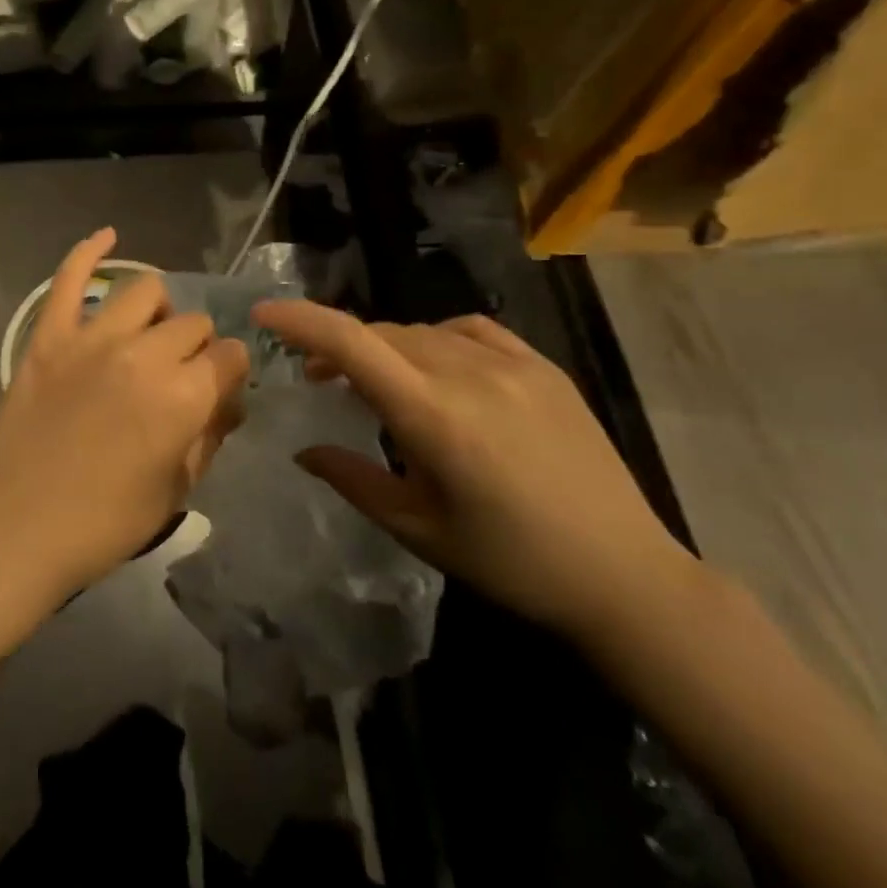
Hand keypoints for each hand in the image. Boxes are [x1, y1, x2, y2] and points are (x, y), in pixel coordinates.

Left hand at [0, 229, 249, 643]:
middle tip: (181, 378)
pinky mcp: (48, 339)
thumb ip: (209, 437)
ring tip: (150, 336)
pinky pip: (69, 280)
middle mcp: (145, 355)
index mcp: (184, 397)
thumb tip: (225, 401)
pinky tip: (108, 235)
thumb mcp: (177, 490)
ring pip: (146, 290)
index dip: (231, 374)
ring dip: (160, 311)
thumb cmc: (105, 524)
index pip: (230, 357)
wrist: (16, 532)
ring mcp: (92, 340)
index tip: (219, 392)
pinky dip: (88, 251)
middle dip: (198, 348)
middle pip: (193, 323)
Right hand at [250, 300, 698, 643]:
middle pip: (384, 335)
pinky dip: (436, 339)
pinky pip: (473, 331)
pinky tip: (436, 364)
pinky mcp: (544, 368)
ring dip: (386, 348)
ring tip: (375, 381)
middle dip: (339, 347)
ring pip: (424, 333)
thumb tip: (305, 450)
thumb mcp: (419, 527)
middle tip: (317, 378)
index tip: (263, 313)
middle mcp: (471, 373)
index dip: (301, 321)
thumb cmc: (509, 562)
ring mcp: (514, 364)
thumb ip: (354, 480)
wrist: (622, 574)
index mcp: (434, 415)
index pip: (353, 344)